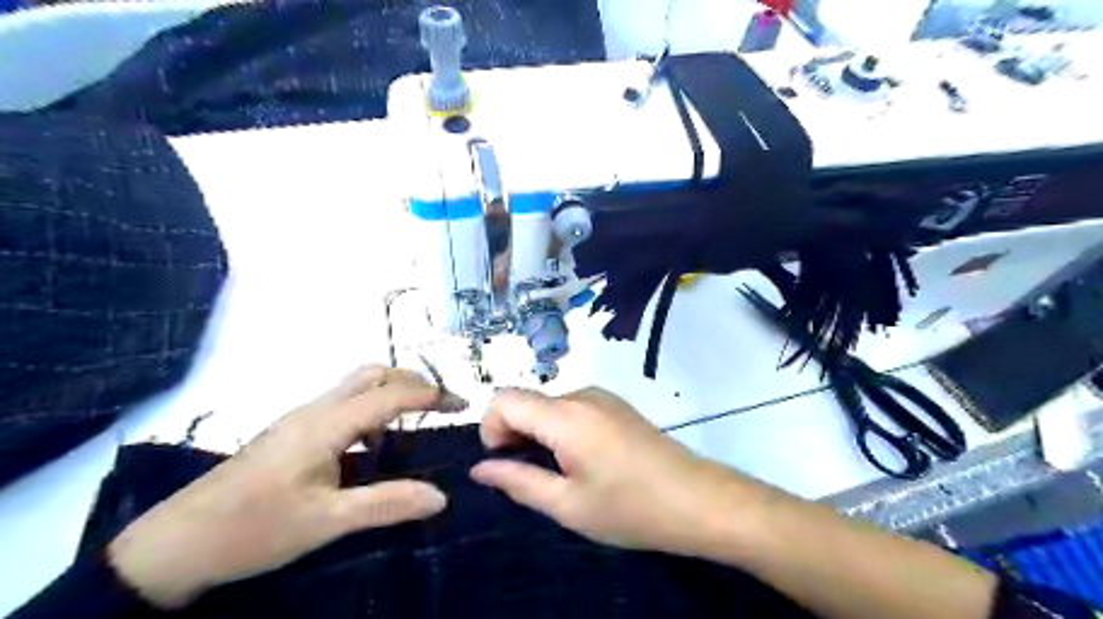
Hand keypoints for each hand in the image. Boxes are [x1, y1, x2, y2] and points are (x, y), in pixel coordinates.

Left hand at [108, 365, 460, 606]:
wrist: (175, 544)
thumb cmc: (253, 528)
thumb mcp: (326, 522)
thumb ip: (387, 504)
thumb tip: (441, 496)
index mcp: (326, 424)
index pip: (391, 395)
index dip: (431, 396)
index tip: (461, 405)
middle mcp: (315, 410)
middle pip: (372, 375)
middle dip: (411, 382)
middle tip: (438, 408)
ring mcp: (300, 418)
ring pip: (355, 386)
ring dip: (389, 392)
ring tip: (413, 421)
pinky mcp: (291, 432)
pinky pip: (341, 403)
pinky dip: (369, 408)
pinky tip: (371, 443)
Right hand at [467, 386, 768, 556]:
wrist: (698, 499)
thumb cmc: (631, 507)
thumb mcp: (568, 505)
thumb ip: (518, 482)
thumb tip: (479, 469)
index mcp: (566, 416)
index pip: (505, 399)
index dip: (492, 428)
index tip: (506, 462)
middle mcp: (582, 395)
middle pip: (527, 401)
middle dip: (515, 433)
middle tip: (533, 476)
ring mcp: (603, 397)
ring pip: (549, 406)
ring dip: (539, 433)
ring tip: (562, 473)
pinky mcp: (617, 405)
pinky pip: (573, 408)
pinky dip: (561, 429)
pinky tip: (584, 461)